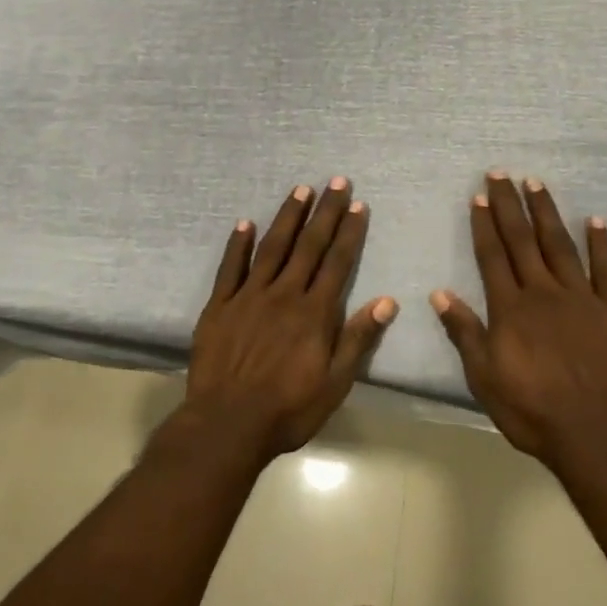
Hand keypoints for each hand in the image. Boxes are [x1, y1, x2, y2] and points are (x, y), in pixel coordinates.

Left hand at [185, 179, 398, 460]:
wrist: (227, 424)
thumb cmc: (288, 409)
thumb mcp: (335, 383)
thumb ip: (358, 339)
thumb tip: (387, 301)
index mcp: (314, 312)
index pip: (337, 262)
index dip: (348, 232)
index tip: (357, 204)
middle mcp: (284, 294)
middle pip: (308, 246)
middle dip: (324, 212)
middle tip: (335, 180)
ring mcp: (248, 296)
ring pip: (272, 247)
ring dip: (287, 217)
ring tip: (300, 190)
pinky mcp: (219, 306)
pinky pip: (229, 268)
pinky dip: (237, 244)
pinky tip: (244, 222)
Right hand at [432, 173, 606, 465]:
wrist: (594, 433)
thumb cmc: (531, 408)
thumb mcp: (484, 376)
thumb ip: (465, 332)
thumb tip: (440, 294)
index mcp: (511, 308)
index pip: (493, 256)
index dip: (485, 225)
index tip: (479, 196)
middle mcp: (543, 292)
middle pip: (522, 241)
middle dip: (509, 205)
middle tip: (500, 174)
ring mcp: (582, 298)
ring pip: (560, 245)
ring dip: (546, 213)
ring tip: (536, 183)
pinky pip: (606, 270)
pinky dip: (601, 244)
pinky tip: (595, 220)